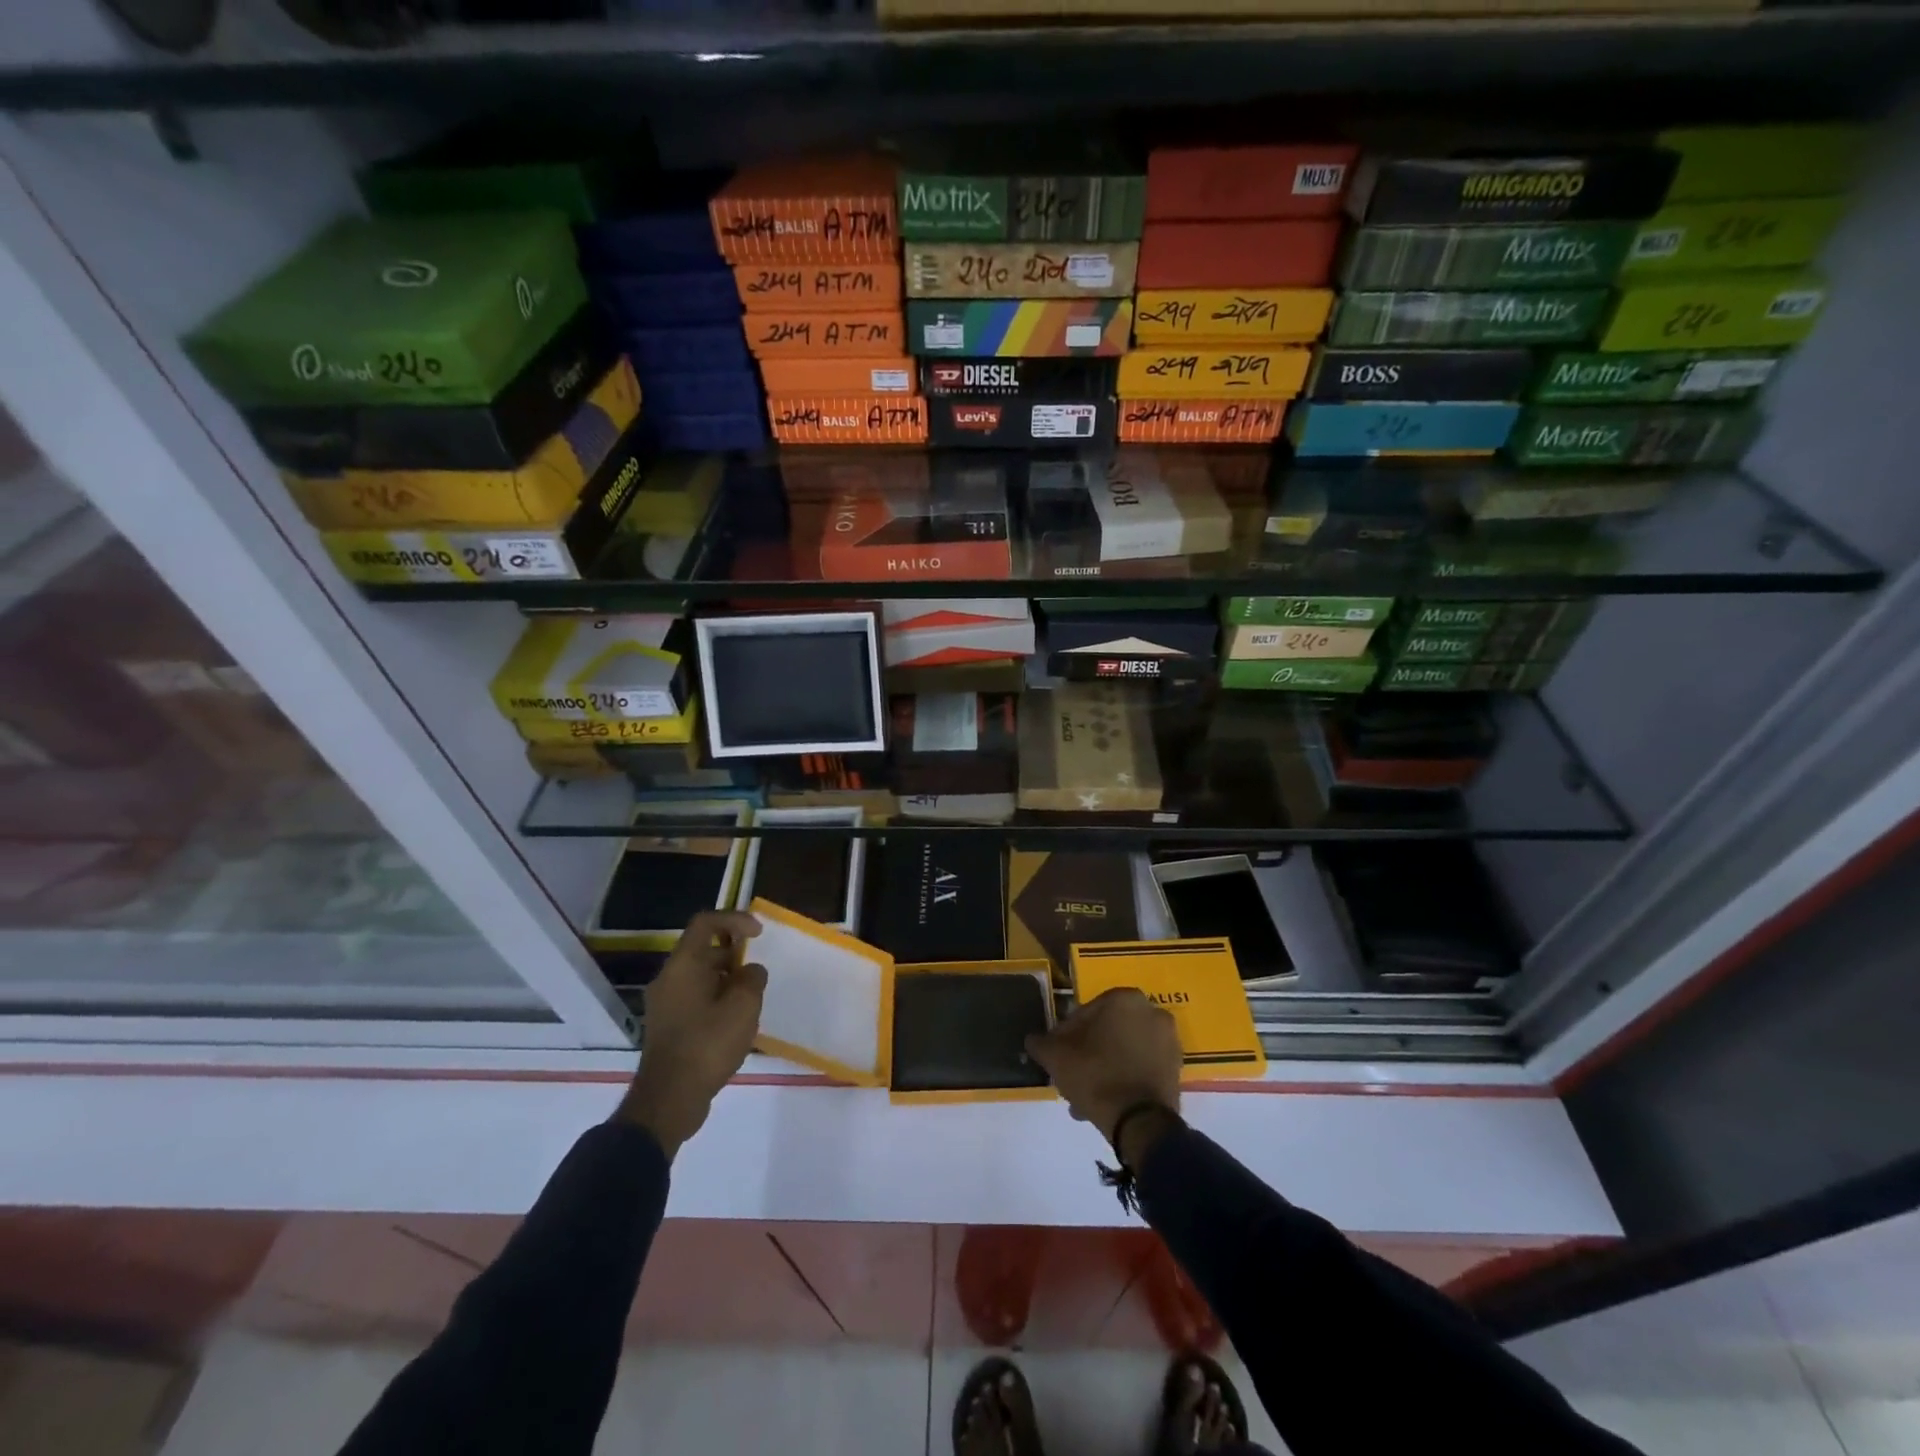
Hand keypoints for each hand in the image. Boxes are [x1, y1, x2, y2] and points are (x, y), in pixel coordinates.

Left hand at [615, 910, 766, 1158]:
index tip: (759, 934)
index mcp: (683, 965)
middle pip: (703, 950)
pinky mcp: (668, 1027)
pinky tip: (736, 1024)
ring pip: (700, 977)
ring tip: (751, 1001)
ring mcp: (665, 1004)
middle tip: (757, 974)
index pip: (706, 922)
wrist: (668, 1100)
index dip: (735, 919)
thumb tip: (750, 971)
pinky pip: (695, 999)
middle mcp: (669, 979)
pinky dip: (717, 1000)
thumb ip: (752, 979)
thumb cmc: (707, 1045)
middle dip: (734, 955)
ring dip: (727, 980)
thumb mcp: (743, 1007)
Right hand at [1024, 988, 1181, 1152]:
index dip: (1066, 1035)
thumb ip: (1042, 1043)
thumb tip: (1033, 1040)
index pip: (1085, 1012)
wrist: (1140, 1122)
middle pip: (1107, 1031)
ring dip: (1104, 1067)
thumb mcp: (1056, 1057)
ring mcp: (1168, 1041)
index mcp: (1124, 998)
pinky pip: (1141, 1066)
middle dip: (1088, 1052)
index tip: (1057, 1055)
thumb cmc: (1096, 1075)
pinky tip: (1105, 1100)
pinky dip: (1125, 1077)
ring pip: (1124, 1050)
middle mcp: (1152, 1011)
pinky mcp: (1176, 1069)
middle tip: (1071, 1075)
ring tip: (1084, 1096)